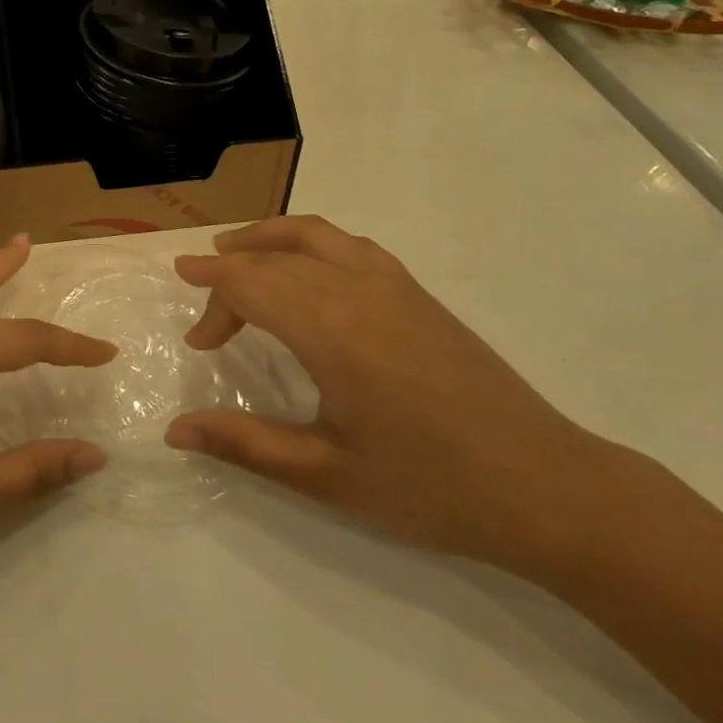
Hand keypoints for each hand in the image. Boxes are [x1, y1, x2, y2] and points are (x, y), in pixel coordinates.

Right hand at [165, 216, 614, 571]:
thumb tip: (174, 431)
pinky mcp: (417, 292)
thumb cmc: (431, 487)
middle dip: (229, 274)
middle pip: (272, 258)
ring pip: (312, 234)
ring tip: (235, 250)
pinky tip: (307, 269)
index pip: (248, 284)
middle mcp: (357, 289)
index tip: (197, 343)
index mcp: (331, 330)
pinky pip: (349, 244)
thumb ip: (244, 444)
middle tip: (206, 314)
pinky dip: (310, 241)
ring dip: (266, 238)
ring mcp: (393, 284)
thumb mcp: (328, 475)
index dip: (211, 303)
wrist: (547, 487)